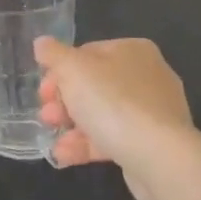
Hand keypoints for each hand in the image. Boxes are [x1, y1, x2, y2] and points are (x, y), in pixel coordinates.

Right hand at [35, 37, 198, 199]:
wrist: (158, 156)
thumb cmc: (112, 101)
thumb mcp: (72, 69)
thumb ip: (54, 54)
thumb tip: (42, 43)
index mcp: (133, 51)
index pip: (87, 53)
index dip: (60, 71)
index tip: (44, 91)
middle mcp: (147, 76)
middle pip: (94, 85)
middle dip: (64, 102)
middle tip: (46, 116)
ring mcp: (153, 112)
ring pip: (102, 114)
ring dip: (72, 126)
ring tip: (53, 139)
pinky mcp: (153, 143)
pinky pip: (114, 138)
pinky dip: (88, 144)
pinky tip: (64, 155)